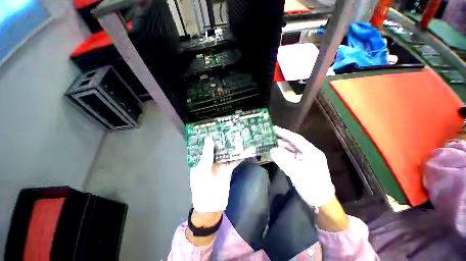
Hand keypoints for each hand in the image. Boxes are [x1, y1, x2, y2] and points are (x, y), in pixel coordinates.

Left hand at [190, 137, 241, 212]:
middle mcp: (210, 160)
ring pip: (226, 153)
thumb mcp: (202, 171)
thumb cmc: (202, 189)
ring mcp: (220, 165)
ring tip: (238, 137)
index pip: (205, 145)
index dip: (210, 137)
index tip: (216, 128)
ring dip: (232, 147)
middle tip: (230, 130)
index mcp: (201, 160)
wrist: (211, 207)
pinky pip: (233, 161)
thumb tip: (209, 139)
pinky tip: (244, 150)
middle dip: (223, 140)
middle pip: (217, 148)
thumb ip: (207, 155)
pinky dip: (238, 156)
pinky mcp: (227, 170)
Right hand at [270, 126, 334, 207]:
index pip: (296, 138)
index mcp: (311, 151)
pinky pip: (290, 156)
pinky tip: (275, 153)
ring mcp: (305, 158)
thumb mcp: (295, 172)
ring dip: (281, 147)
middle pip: (293, 143)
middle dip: (281, 139)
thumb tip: (271, 150)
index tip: (274, 128)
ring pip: (291, 149)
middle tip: (269, 135)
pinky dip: (283, 154)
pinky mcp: (302, 164)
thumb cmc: (311, 185)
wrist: (321, 201)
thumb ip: (282, 160)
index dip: (284, 133)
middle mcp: (308, 152)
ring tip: (270, 143)